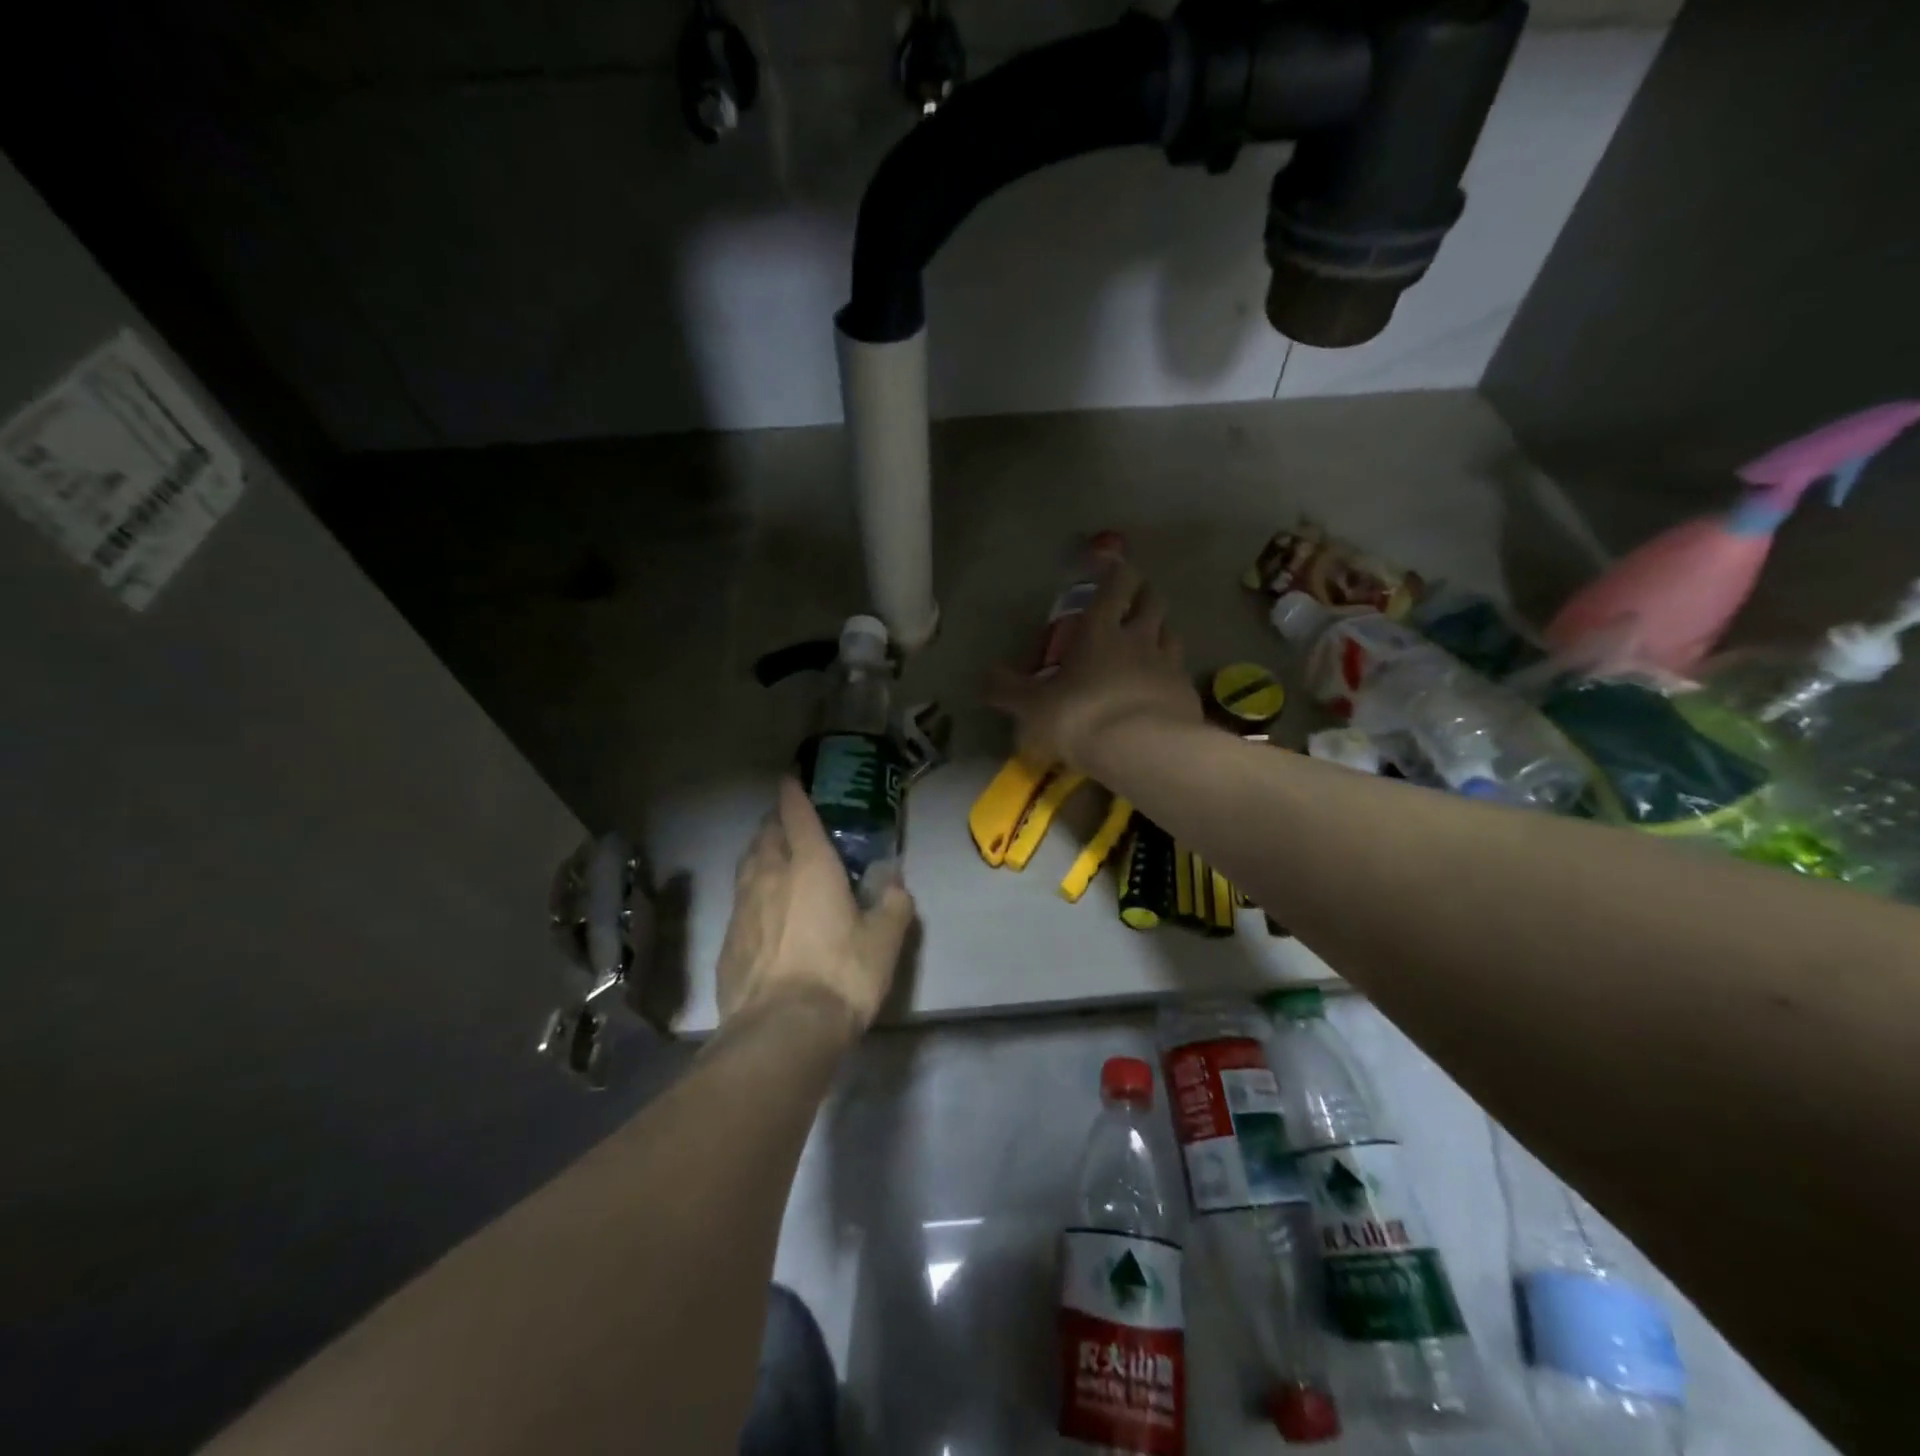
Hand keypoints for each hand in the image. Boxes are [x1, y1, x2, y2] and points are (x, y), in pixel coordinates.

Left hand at [715, 778, 916, 1034]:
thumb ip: (893, 904)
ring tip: (774, 860)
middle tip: (791, 825)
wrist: (780, 1031)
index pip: (796, 814)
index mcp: (810, 866)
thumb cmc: (840, 975)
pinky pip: (739, 902)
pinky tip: (762, 913)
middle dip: (776, 823)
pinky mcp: (727, 941)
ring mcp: (742, 908)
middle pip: (766, 835)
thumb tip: (894, 883)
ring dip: (760, 855)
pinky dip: (751, 894)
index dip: (794, 792)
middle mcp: (769, 876)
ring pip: (747, 865)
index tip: (791, 778)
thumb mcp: (884, 941)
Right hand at [988, 561, 1201, 770]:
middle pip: (1152, 603)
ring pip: (1171, 634)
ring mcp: (1168, 665)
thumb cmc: (1080, 717)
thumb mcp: (1032, 707)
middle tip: (1136, 600)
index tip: (1115, 566)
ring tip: (1152, 640)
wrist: (1142, 750)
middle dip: (1144, 595)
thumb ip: (1008, 690)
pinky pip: (1180, 673)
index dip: (1116, 573)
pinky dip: (1172, 673)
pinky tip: (1163, 687)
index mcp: (1100, 632)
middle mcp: (1139, 639)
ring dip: (1161, 631)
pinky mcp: (1187, 694)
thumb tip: (984, 677)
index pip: (1114, 587)